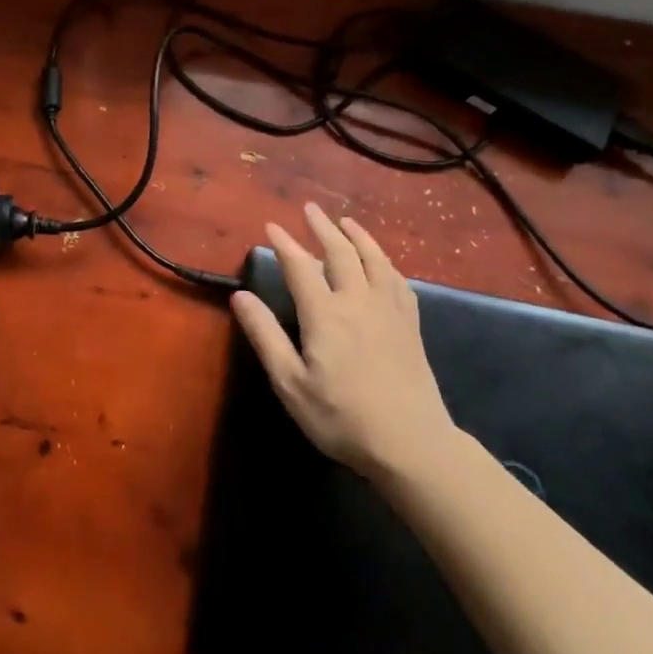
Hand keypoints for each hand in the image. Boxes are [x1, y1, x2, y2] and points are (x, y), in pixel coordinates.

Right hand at [231, 203, 458, 480]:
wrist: (412, 444)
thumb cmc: (341, 417)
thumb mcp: (290, 383)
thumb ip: (265, 336)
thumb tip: (240, 296)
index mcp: (325, 314)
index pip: (300, 267)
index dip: (285, 244)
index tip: (272, 226)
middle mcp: (358, 302)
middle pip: (340, 253)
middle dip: (322, 227)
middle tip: (310, 208)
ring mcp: (389, 311)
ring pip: (374, 260)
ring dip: (358, 236)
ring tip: (347, 222)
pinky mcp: (410, 326)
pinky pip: (399, 281)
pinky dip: (386, 263)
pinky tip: (383, 264)